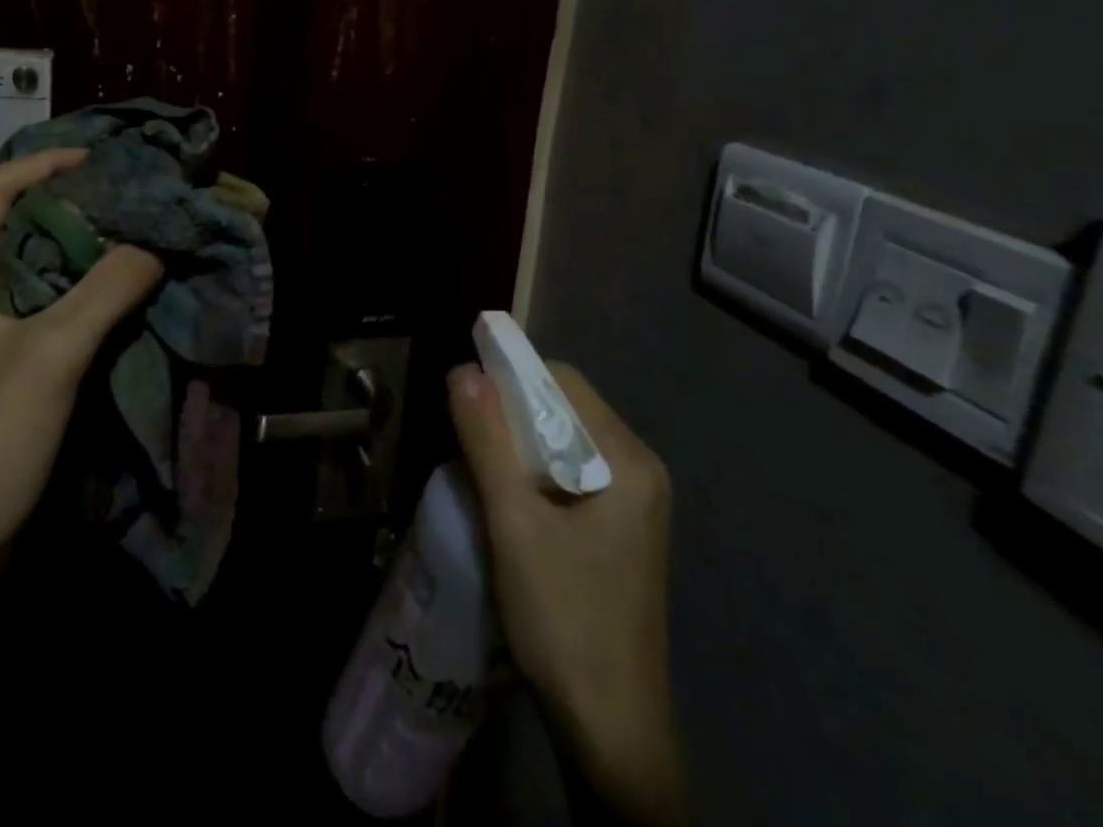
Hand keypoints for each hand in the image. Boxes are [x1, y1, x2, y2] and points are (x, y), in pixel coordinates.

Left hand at [0, 150, 160, 826]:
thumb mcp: (51, 355)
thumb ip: (106, 290)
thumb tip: (152, 244)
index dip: (42, 164)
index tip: (99, 159)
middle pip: (12, 227)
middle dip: (70, 205)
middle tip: (129, 197)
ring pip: (31, 272)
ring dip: (79, 251)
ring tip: (134, 237)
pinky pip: (41, 312)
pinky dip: (78, 294)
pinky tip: (118, 298)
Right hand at [448, 361, 684, 826]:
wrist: (611, 733)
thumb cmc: (564, 618)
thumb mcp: (513, 524)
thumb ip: (487, 440)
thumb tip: (462, 369)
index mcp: (628, 461)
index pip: (563, 381)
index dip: (510, 376)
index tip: (464, 394)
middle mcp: (639, 470)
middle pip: (566, 408)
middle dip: (512, 412)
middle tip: (466, 436)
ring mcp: (635, 504)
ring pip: (565, 441)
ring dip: (519, 443)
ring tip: (478, 465)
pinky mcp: (621, 530)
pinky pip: (572, 473)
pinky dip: (534, 471)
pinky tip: (507, 498)